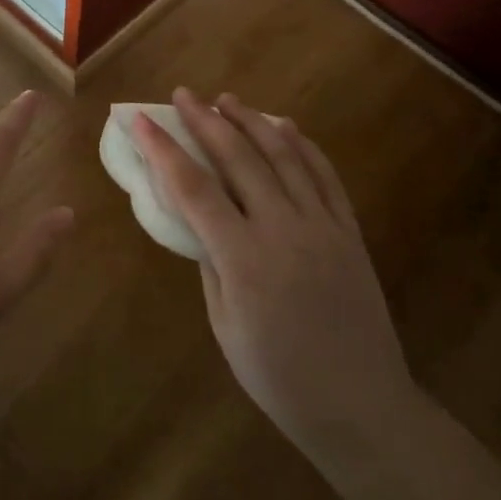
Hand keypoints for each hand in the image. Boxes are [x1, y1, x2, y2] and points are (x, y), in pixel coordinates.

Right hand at [132, 88, 415, 473]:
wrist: (359, 404)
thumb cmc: (278, 377)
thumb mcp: (225, 325)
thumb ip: (211, 264)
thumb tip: (201, 222)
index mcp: (244, 257)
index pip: (193, 188)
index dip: (163, 150)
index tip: (141, 121)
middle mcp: (284, 228)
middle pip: (239, 158)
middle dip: (206, 121)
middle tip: (184, 95)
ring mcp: (322, 225)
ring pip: (284, 157)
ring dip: (252, 122)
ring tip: (228, 100)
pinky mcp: (349, 231)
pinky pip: (324, 176)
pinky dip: (303, 146)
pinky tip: (286, 128)